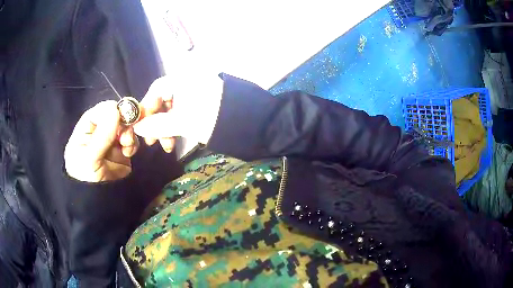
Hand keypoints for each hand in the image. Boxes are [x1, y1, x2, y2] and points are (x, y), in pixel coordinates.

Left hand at [64, 101, 138, 181]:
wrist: (99, 205)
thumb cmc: (86, 180)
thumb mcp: (89, 159)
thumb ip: (101, 135)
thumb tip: (116, 109)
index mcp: (86, 129)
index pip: (100, 111)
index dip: (112, 110)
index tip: (123, 116)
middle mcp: (99, 131)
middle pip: (115, 116)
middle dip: (124, 122)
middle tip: (128, 134)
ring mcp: (111, 141)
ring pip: (125, 126)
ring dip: (130, 133)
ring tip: (127, 146)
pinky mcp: (122, 150)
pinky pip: (131, 139)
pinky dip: (133, 143)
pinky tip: (129, 152)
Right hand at [133, 73, 222, 151]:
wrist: (249, 122)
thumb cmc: (211, 119)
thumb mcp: (182, 123)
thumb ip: (157, 125)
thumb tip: (138, 128)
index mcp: (182, 79)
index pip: (156, 89)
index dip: (146, 108)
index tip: (141, 127)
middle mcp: (188, 80)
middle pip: (164, 100)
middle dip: (157, 122)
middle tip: (152, 141)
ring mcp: (197, 90)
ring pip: (174, 108)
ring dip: (167, 127)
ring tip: (167, 146)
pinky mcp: (204, 100)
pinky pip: (184, 110)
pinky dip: (178, 124)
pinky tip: (176, 138)